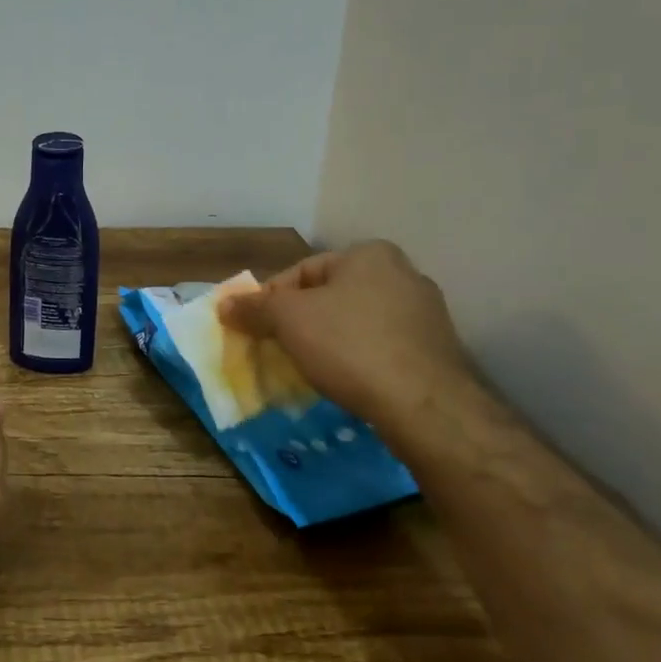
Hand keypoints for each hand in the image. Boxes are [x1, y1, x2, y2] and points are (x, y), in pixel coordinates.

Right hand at [218, 241, 473, 430]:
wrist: (425, 406)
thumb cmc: (350, 346)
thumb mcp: (288, 320)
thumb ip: (254, 308)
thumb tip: (224, 305)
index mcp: (370, 254)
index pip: (302, 270)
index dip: (271, 299)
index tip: (256, 328)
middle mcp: (403, 274)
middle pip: (331, 295)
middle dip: (301, 321)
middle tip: (278, 348)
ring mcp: (425, 314)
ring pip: (356, 322)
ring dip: (329, 341)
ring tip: (309, 368)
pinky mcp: (436, 351)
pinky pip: (382, 347)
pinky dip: (359, 359)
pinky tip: (346, 381)